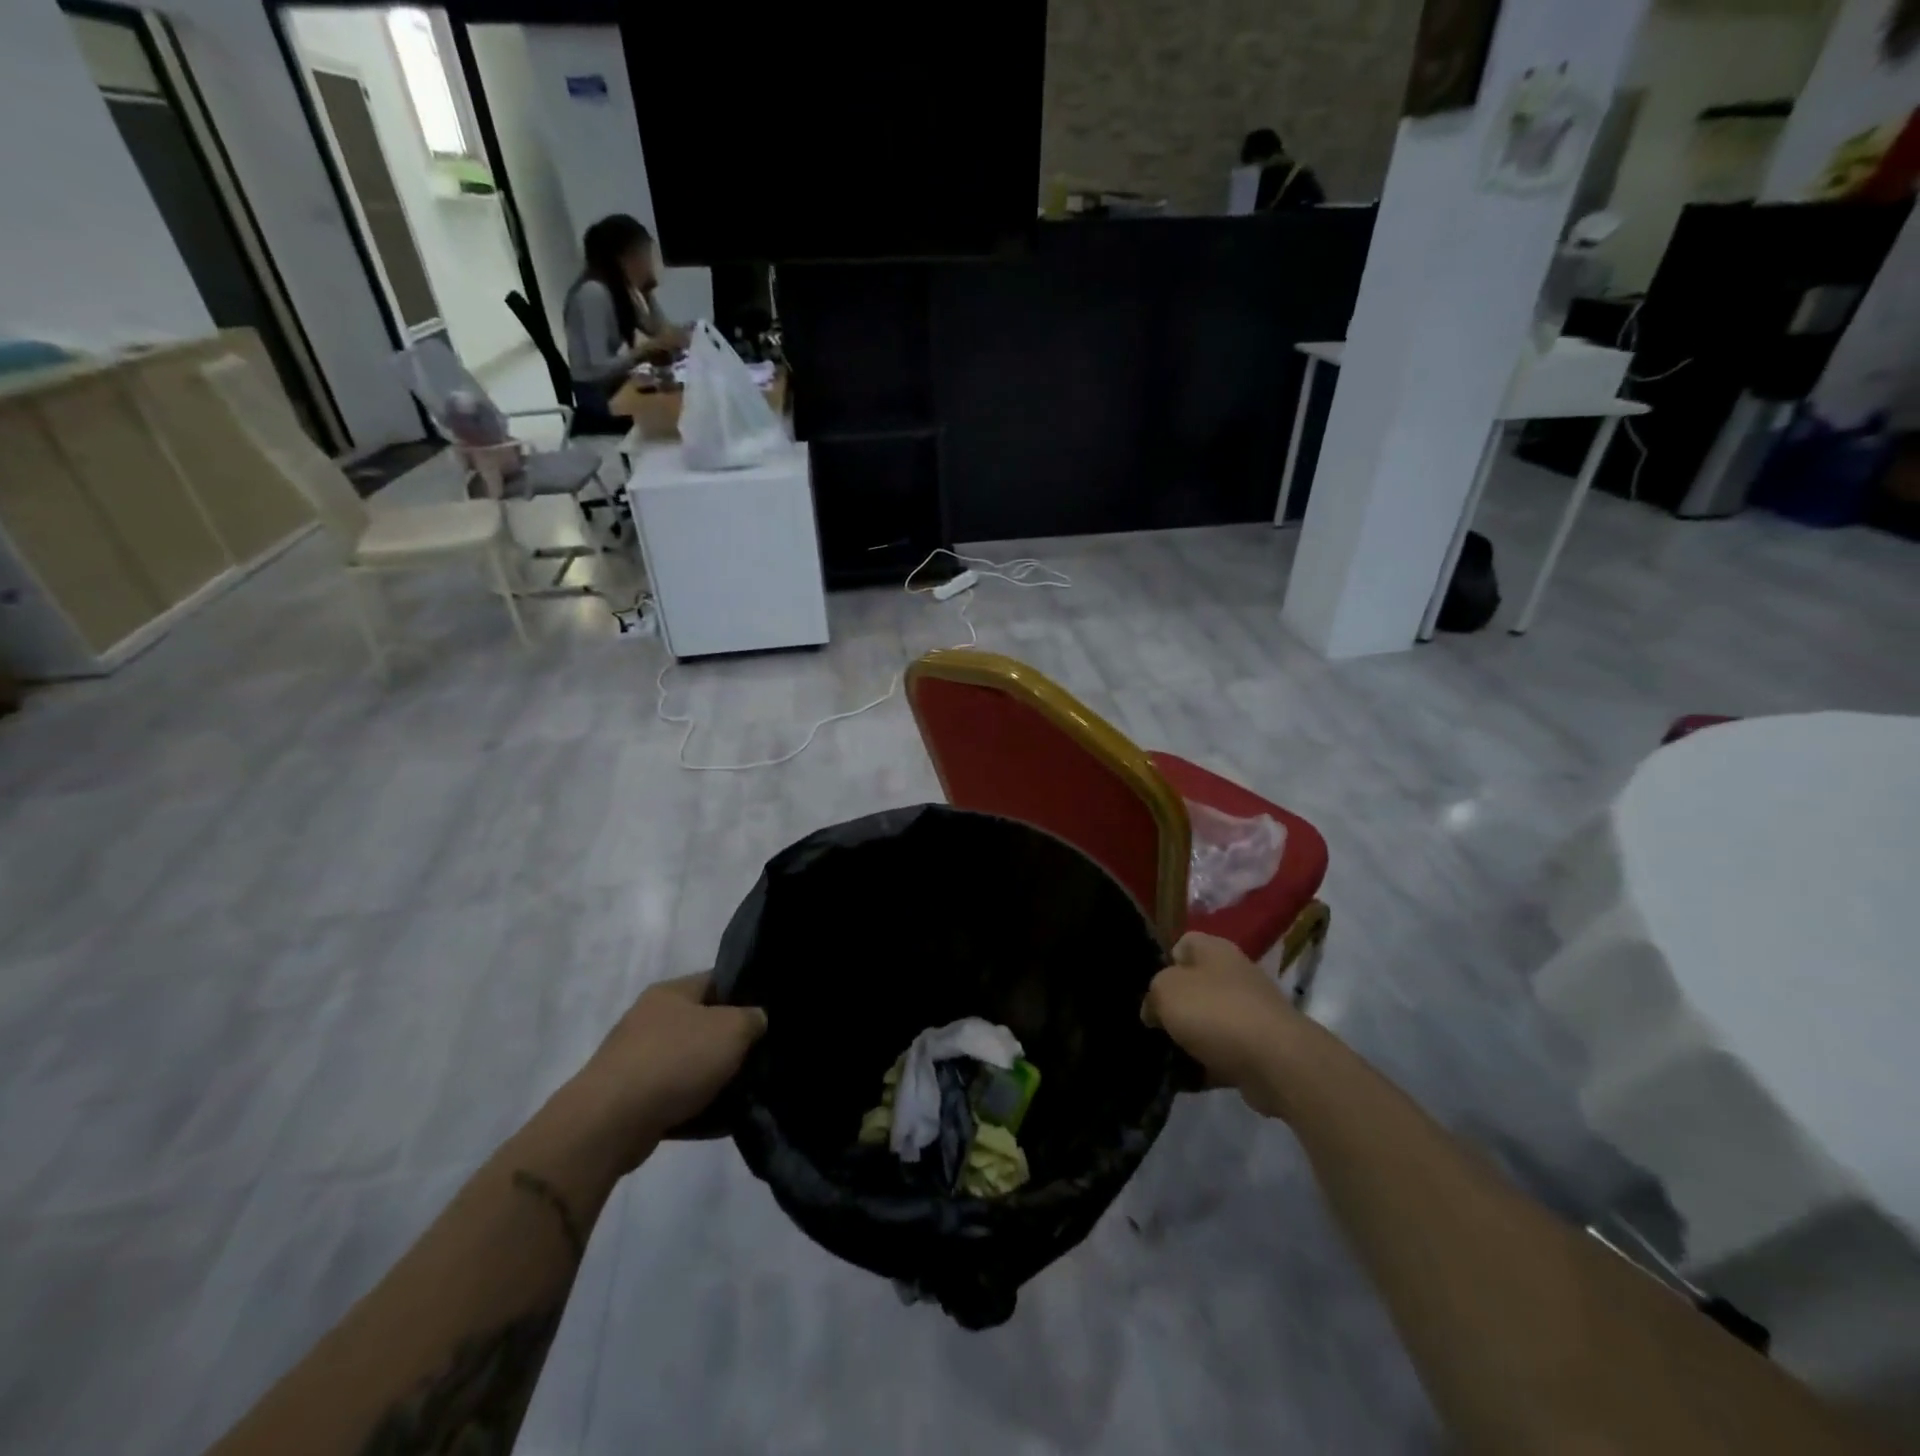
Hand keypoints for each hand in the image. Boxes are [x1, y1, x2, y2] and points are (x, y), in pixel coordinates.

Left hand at [572, 974, 766, 1164]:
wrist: (610, 1123)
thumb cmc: (676, 1060)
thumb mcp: (732, 1029)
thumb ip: (753, 1019)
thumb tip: (756, 1020)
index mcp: (672, 992)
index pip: (718, 981)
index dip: (747, 993)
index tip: (771, 1015)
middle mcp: (651, 1019)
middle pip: (706, 1025)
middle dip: (734, 1043)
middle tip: (763, 1057)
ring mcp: (638, 1060)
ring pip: (692, 1065)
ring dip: (717, 1080)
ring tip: (749, 1094)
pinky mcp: (632, 1100)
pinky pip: (677, 1099)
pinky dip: (698, 1108)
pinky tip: (724, 1122)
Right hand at [1142, 933, 1301, 1119]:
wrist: (1277, 1062)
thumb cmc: (1215, 1012)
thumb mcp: (1166, 991)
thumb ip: (1153, 994)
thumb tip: (1154, 1010)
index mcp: (1215, 950)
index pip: (1184, 944)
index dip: (1165, 963)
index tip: (1151, 989)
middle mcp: (1236, 975)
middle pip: (1197, 985)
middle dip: (1176, 1006)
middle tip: (1156, 1025)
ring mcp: (1252, 1012)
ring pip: (1210, 1021)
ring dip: (1191, 1039)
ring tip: (1168, 1056)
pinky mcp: (1261, 1048)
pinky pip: (1225, 1053)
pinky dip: (1209, 1065)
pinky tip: (1190, 1079)